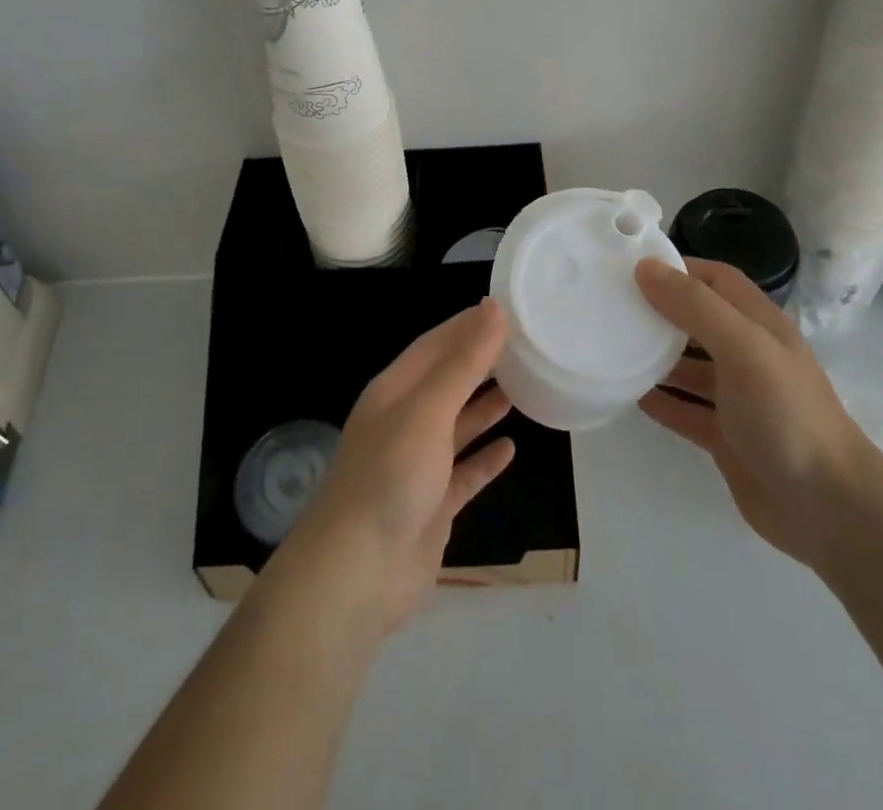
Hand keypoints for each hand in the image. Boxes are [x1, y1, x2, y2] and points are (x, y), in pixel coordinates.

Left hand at [281, 301, 516, 632]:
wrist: (357, 573)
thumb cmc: (390, 475)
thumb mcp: (428, 409)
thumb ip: (463, 362)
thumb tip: (494, 309)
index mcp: (395, 391)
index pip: (435, 344)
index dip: (468, 325)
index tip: (507, 310)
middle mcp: (405, 421)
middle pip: (448, 381)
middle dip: (481, 362)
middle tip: (525, 346)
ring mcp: (418, 465)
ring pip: (457, 425)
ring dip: (485, 406)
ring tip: (523, 385)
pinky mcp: (433, 505)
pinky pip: (465, 473)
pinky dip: (486, 459)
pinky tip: (511, 448)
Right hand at [637, 257, 878, 566]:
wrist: (828, 507)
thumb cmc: (786, 412)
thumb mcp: (742, 346)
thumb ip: (694, 306)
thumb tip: (646, 267)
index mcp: (759, 325)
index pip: (716, 280)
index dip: (679, 268)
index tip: (632, 267)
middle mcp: (748, 355)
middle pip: (698, 321)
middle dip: (659, 310)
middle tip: (612, 305)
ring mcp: (737, 398)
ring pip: (688, 366)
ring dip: (655, 356)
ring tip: (612, 346)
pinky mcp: (726, 437)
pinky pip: (685, 409)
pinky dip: (660, 400)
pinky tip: (628, 394)